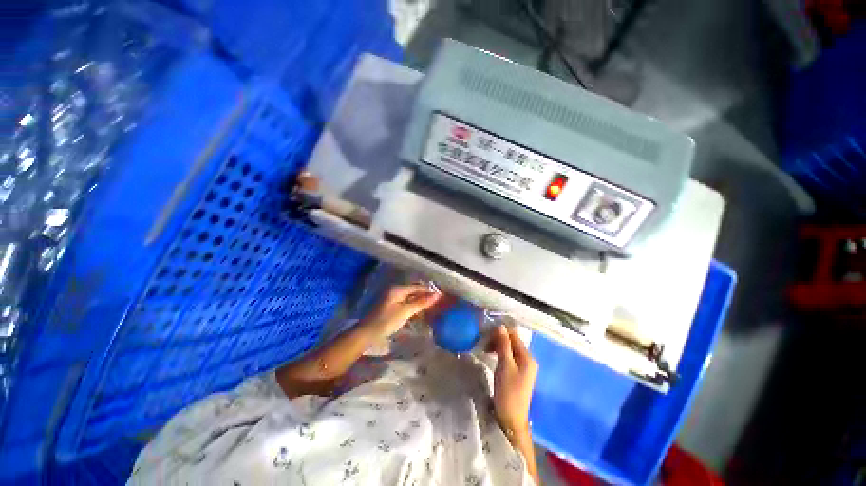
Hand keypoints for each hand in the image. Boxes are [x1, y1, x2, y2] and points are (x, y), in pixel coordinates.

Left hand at [364, 284, 441, 336]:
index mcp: (398, 289)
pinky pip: (407, 302)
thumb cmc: (386, 321)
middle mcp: (395, 290)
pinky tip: (420, 311)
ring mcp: (393, 298)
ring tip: (433, 307)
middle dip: (426, 295)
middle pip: (414, 290)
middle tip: (439, 302)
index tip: (442, 296)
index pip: (418, 287)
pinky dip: (414, 306)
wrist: (367, 333)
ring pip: (411, 297)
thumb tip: (437, 295)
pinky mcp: (392, 306)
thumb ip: (421, 303)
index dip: (429, 291)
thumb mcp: (405, 311)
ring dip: (421, 301)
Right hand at [490, 326, 537, 433]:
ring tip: (484, 348)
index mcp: (527, 357)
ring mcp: (523, 366)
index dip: (500, 331)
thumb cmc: (508, 392)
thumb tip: (500, 326)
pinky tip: (490, 355)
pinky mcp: (517, 372)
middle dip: (498, 338)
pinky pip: (508, 356)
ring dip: (497, 345)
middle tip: (483, 342)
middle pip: (512, 341)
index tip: (485, 333)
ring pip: (509, 348)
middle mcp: (527, 359)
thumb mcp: (505, 365)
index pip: (514, 335)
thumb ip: (503, 345)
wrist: (510, 419)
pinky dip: (499, 353)